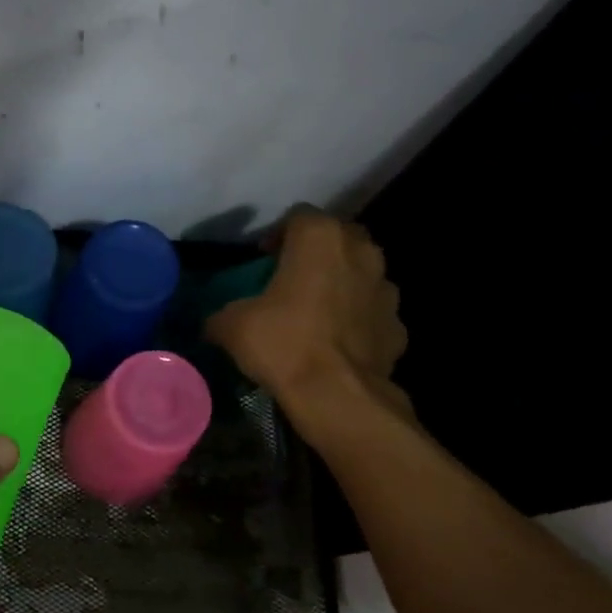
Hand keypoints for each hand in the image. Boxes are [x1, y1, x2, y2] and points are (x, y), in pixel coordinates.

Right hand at [205, 207, 409, 416]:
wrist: (338, 396)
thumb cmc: (284, 344)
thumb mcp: (231, 326)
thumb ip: (221, 314)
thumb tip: (213, 323)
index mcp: (320, 238)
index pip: (298, 216)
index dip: (278, 235)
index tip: (263, 261)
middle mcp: (361, 252)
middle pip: (338, 238)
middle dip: (317, 253)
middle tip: (292, 278)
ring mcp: (386, 289)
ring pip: (361, 274)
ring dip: (342, 284)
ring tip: (317, 312)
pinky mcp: (398, 325)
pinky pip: (372, 313)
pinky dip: (358, 321)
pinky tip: (337, 343)